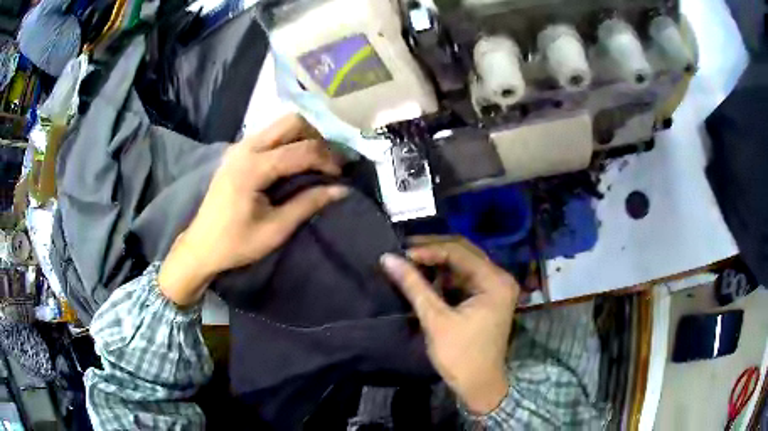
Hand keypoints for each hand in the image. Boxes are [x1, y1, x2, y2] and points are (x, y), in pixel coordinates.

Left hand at [159, 115, 347, 305]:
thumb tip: (342, 189)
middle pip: (292, 122)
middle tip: (331, 161)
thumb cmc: (236, 243)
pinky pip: (270, 134)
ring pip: (281, 124)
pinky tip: (296, 159)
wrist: (201, 246)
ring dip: (304, 136)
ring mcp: (239, 146)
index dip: (328, 159)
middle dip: (318, 137)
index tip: (343, 175)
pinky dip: (289, 140)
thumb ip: (308, 203)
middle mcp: (245, 147)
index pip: (301, 150)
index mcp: (252, 167)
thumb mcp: (276, 229)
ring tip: (319, 160)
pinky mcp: (237, 151)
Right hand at [380, 236, 518, 414]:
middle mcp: (499, 278)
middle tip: (404, 250)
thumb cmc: (460, 355)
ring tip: (410, 260)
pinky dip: (444, 275)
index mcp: (495, 281)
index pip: (459, 252)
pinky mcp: (486, 297)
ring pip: (463, 263)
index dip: (428, 250)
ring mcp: (494, 287)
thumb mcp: (436, 319)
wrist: (478, 385)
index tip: (401, 254)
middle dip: (433, 249)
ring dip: (437, 261)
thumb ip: (414, 286)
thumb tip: (388, 258)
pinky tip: (425, 274)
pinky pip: (463, 277)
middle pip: (464, 252)